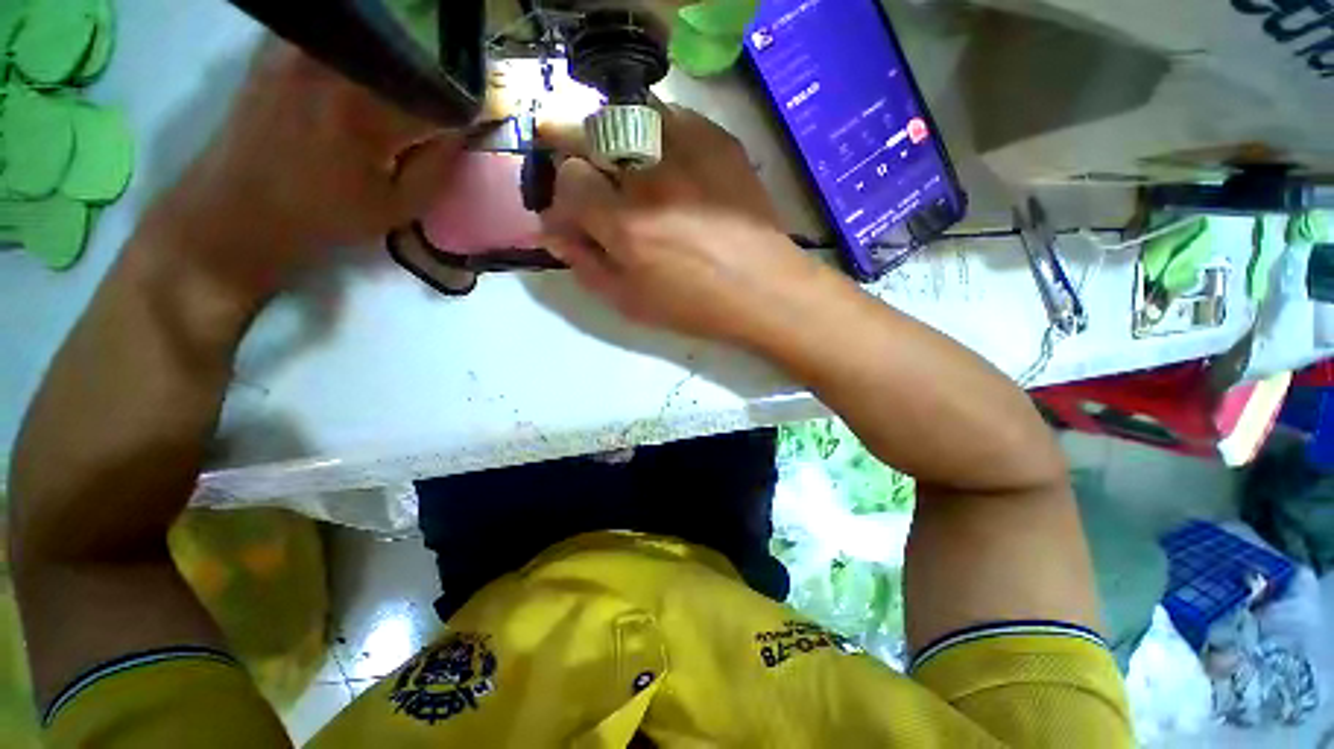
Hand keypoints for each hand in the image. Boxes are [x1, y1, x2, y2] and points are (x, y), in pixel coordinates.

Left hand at [144, 40, 461, 308]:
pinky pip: (338, 38)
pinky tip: (364, 75)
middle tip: (442, 106)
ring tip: (408, 89)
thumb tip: (461, 129)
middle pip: (408, 58)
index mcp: (368, 113)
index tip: (476, 117)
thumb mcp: (399, 207)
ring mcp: (301, 51)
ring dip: (400, 63)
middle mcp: (335, 67)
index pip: (439, 95)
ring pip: (374, 42)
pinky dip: (361, 53)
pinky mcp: (277, 48)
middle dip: (433, 81)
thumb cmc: (325, 216)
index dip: (464, 106)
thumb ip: (439, 166)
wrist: (238, 209)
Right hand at [540, 107, 832, 346]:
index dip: (565, 195)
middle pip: (592, 136)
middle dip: (582, 155)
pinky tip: (669, 160)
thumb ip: (586, 266)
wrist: (764, 290)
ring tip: (631, 166)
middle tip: (595, 179)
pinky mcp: (719, 141)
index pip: (568, 180)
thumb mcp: (631, 303)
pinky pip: (673, 116)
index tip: (577, 212)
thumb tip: (554, 234)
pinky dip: (658, 132)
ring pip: (629, 115)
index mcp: (625, 225)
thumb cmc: (696, 307)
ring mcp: (688, 152)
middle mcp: (650, 179)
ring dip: (617, 137)